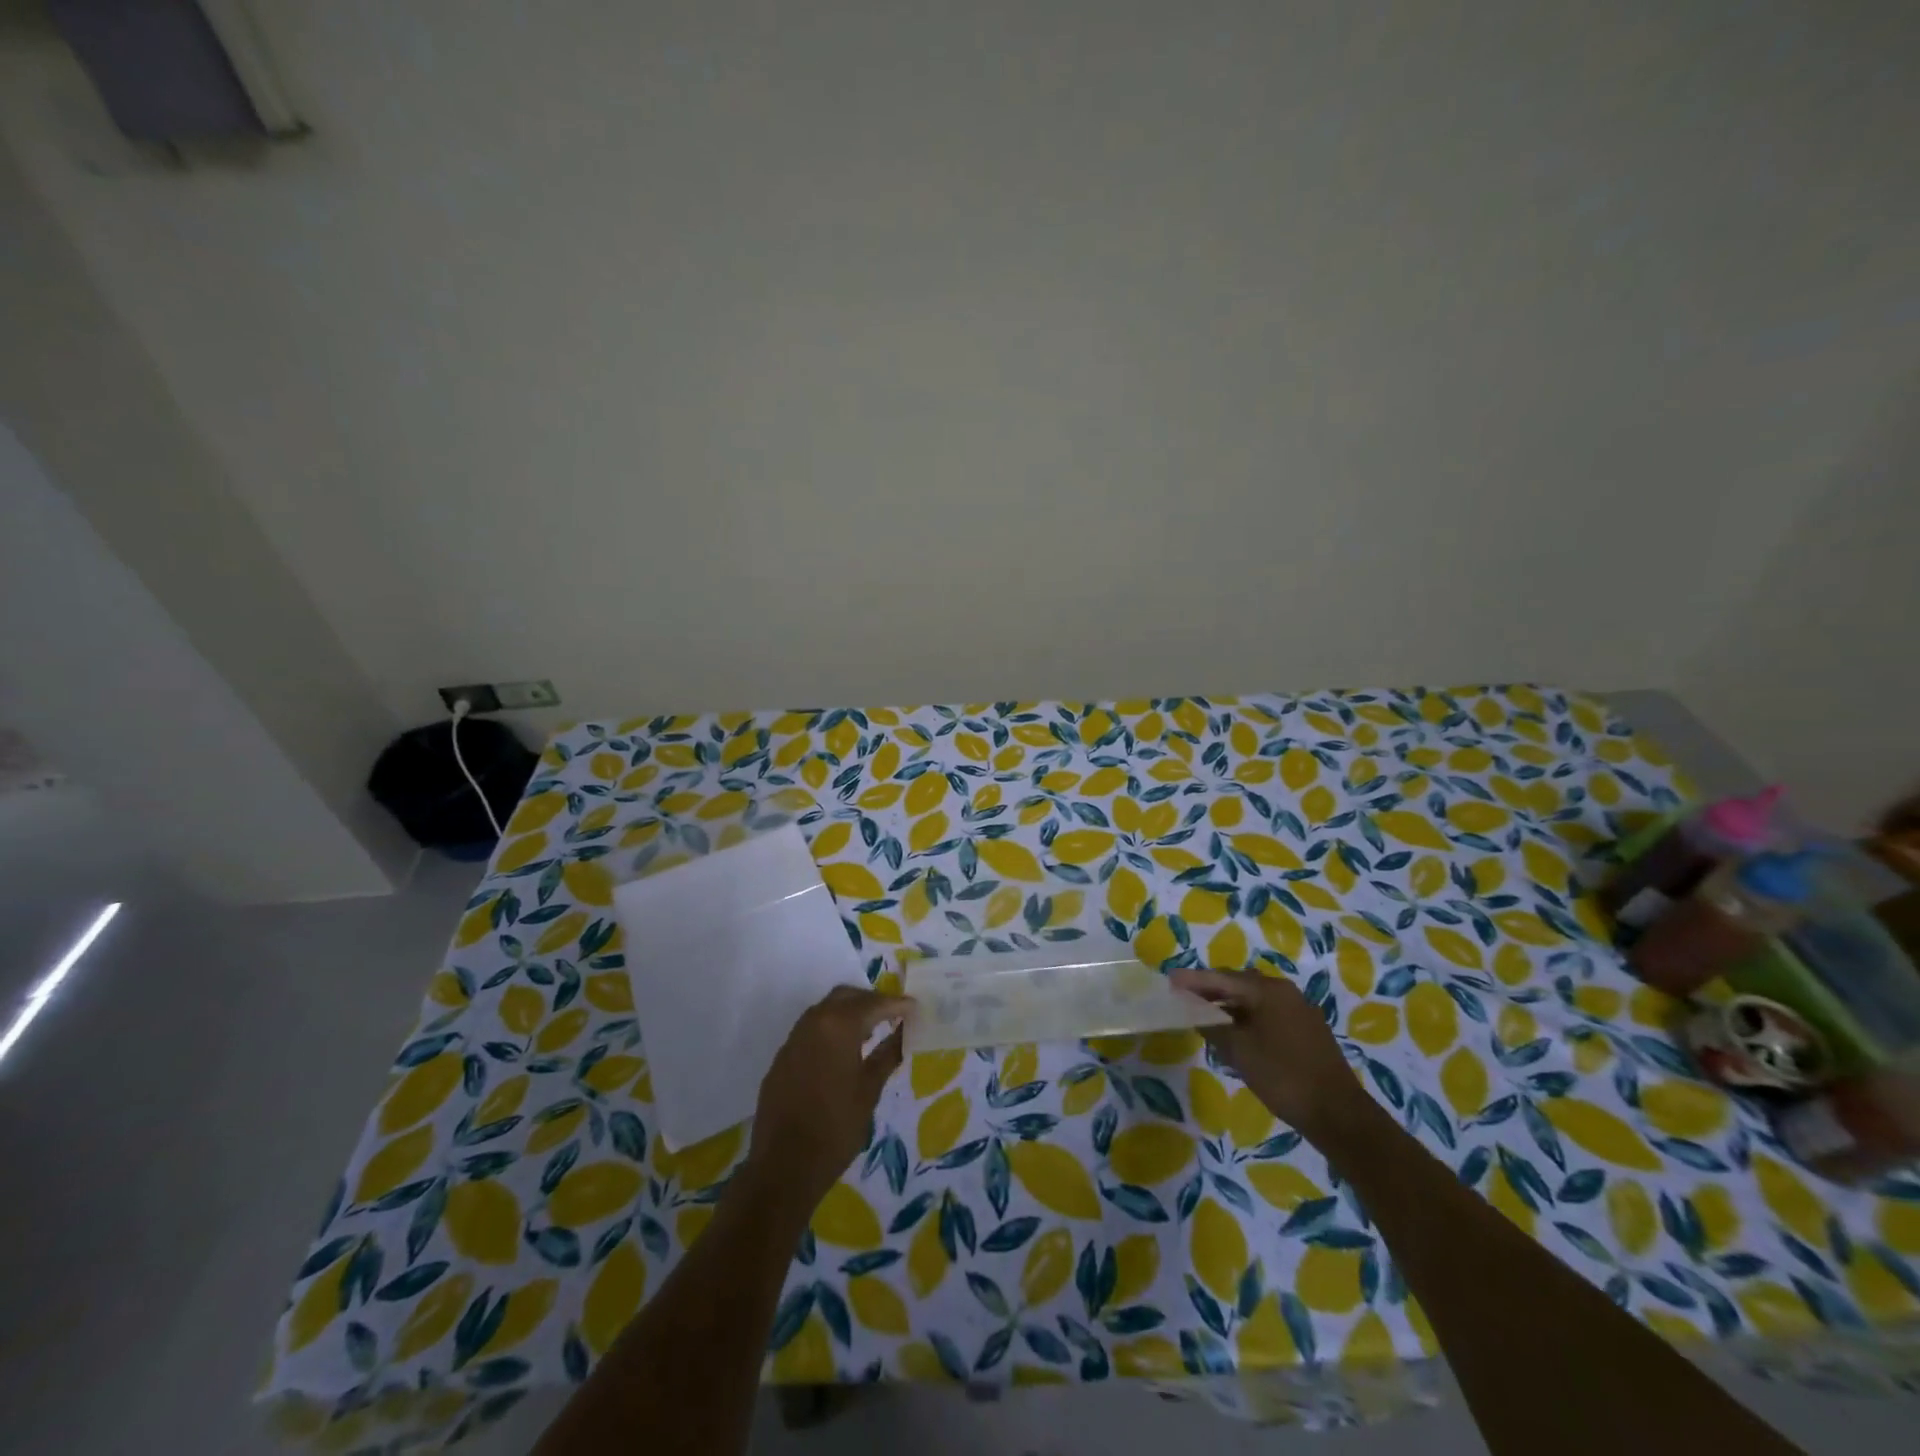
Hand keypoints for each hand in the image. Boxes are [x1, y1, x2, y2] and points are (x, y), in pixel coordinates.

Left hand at [744, 985, 909, 1209]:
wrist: (784, 1166)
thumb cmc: (836, 1127)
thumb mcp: (869, 1090)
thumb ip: (888, 1054)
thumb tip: (905, 1033)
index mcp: (838, 1026)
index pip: (874, 1003)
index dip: (897, 1004)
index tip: (915, 1009)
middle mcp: (813, 1022)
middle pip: (846, 996)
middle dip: (871, 1001)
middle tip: (893, 1016)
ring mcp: (794, 1038)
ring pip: (826, 1009)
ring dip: (849, 1012)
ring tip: (871, 1032)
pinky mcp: (783, 1056)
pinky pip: (811, 1029)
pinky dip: (831, 1029)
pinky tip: (843, 1052)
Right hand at [1171, 968, 1365, 1140]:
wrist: (1338, 1114)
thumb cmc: (1282, 1076)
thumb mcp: (1238, 1051)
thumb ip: (1212, 1026)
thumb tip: (1194, 1011)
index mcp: (1268, 990)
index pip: (1221, 977)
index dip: (1193, 980)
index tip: (1169, 980)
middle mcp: (1285, 992)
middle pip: (1239, 983)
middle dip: (1210, 990)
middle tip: (1184, 998)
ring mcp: (1299, 1010)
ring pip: (1254, 1000)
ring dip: (1229, 1005)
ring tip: (1204, 1016)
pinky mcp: (1307, 1030)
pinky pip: (1268, 1014)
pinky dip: (1247, 1018)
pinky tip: (1234, 1034)